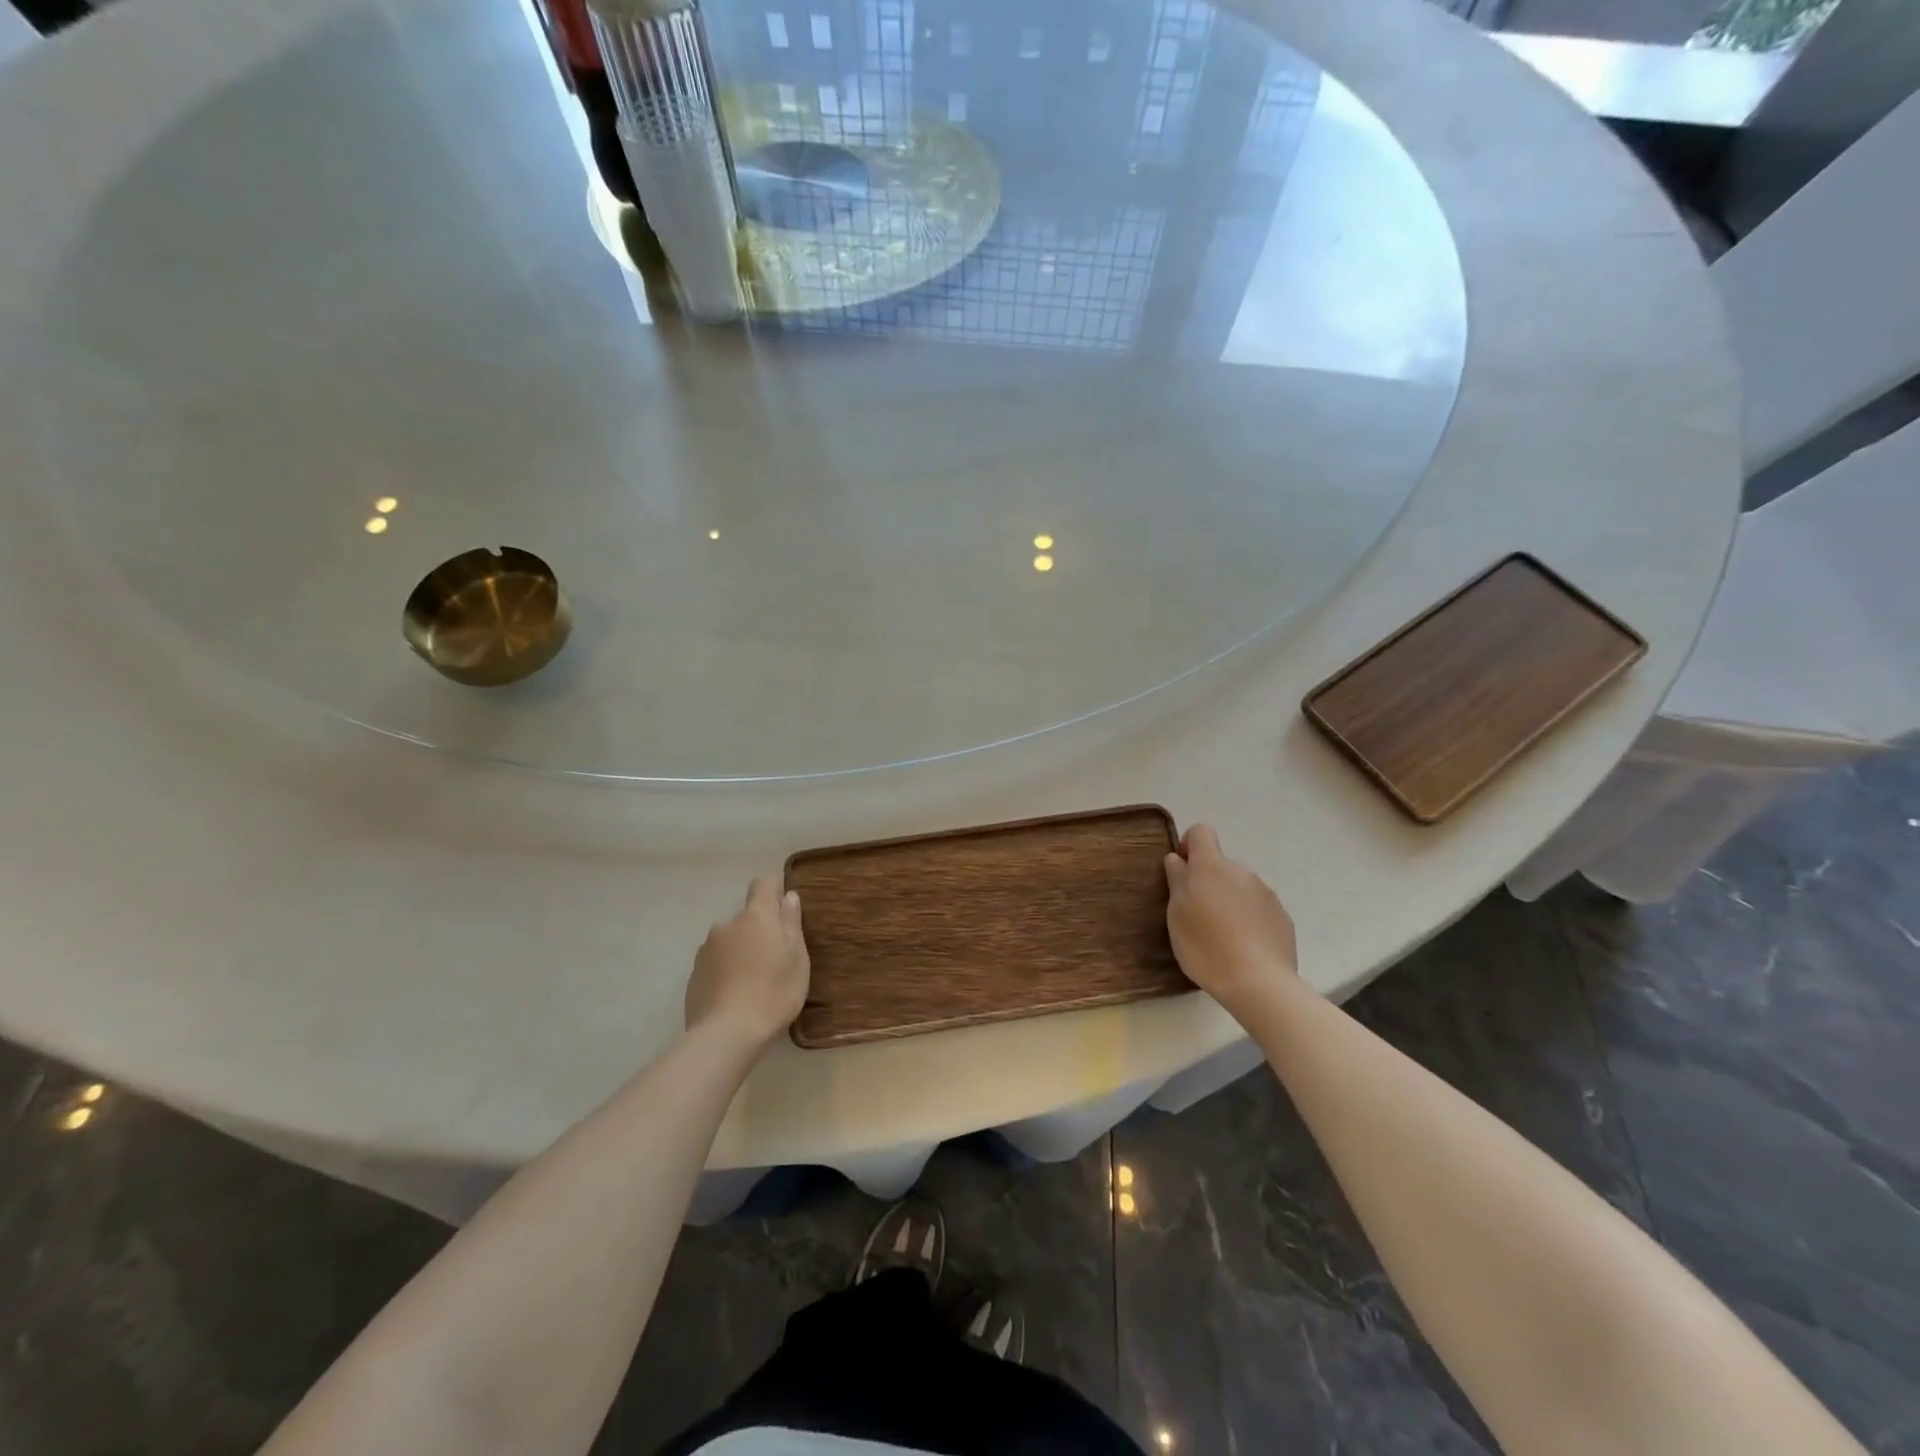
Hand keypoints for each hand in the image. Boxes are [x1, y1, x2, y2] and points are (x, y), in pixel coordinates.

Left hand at [685, 877, 809, 1051]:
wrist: (726, 1035)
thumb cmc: (773, 992)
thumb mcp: (797, 958)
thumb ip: (791, 923)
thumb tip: (788, 896)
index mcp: (755, 917)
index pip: (763, 884)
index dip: (774, 892)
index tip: (784, 914)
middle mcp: (726, 925)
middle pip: (746, 917)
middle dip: (759, 931)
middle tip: (774, 962)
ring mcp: (705, 950)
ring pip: (729, 941)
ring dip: (740, 952)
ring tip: (753, 983)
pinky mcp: (693, 974)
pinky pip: (715, 963)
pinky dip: (725, 972)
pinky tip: (734, 997)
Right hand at [1164, 824, 1297, 1015]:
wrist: (1259, 983)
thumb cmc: (1206, 946)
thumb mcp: (1177, 914)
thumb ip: (1177, 880)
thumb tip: (1178, 859)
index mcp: (1212, 867)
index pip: (1201, 832)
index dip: (1189, 845)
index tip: (1182, 872)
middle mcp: (1241, 872)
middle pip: (1220, 864)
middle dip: (1207, 881)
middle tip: (1196, 915)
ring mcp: (1265, 893)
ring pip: (1239, 887)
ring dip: (1228, 900)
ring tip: (1221, 935)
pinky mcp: (1282, 916)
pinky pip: (1257, 907)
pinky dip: (1247, 918)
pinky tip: (1243, 946)